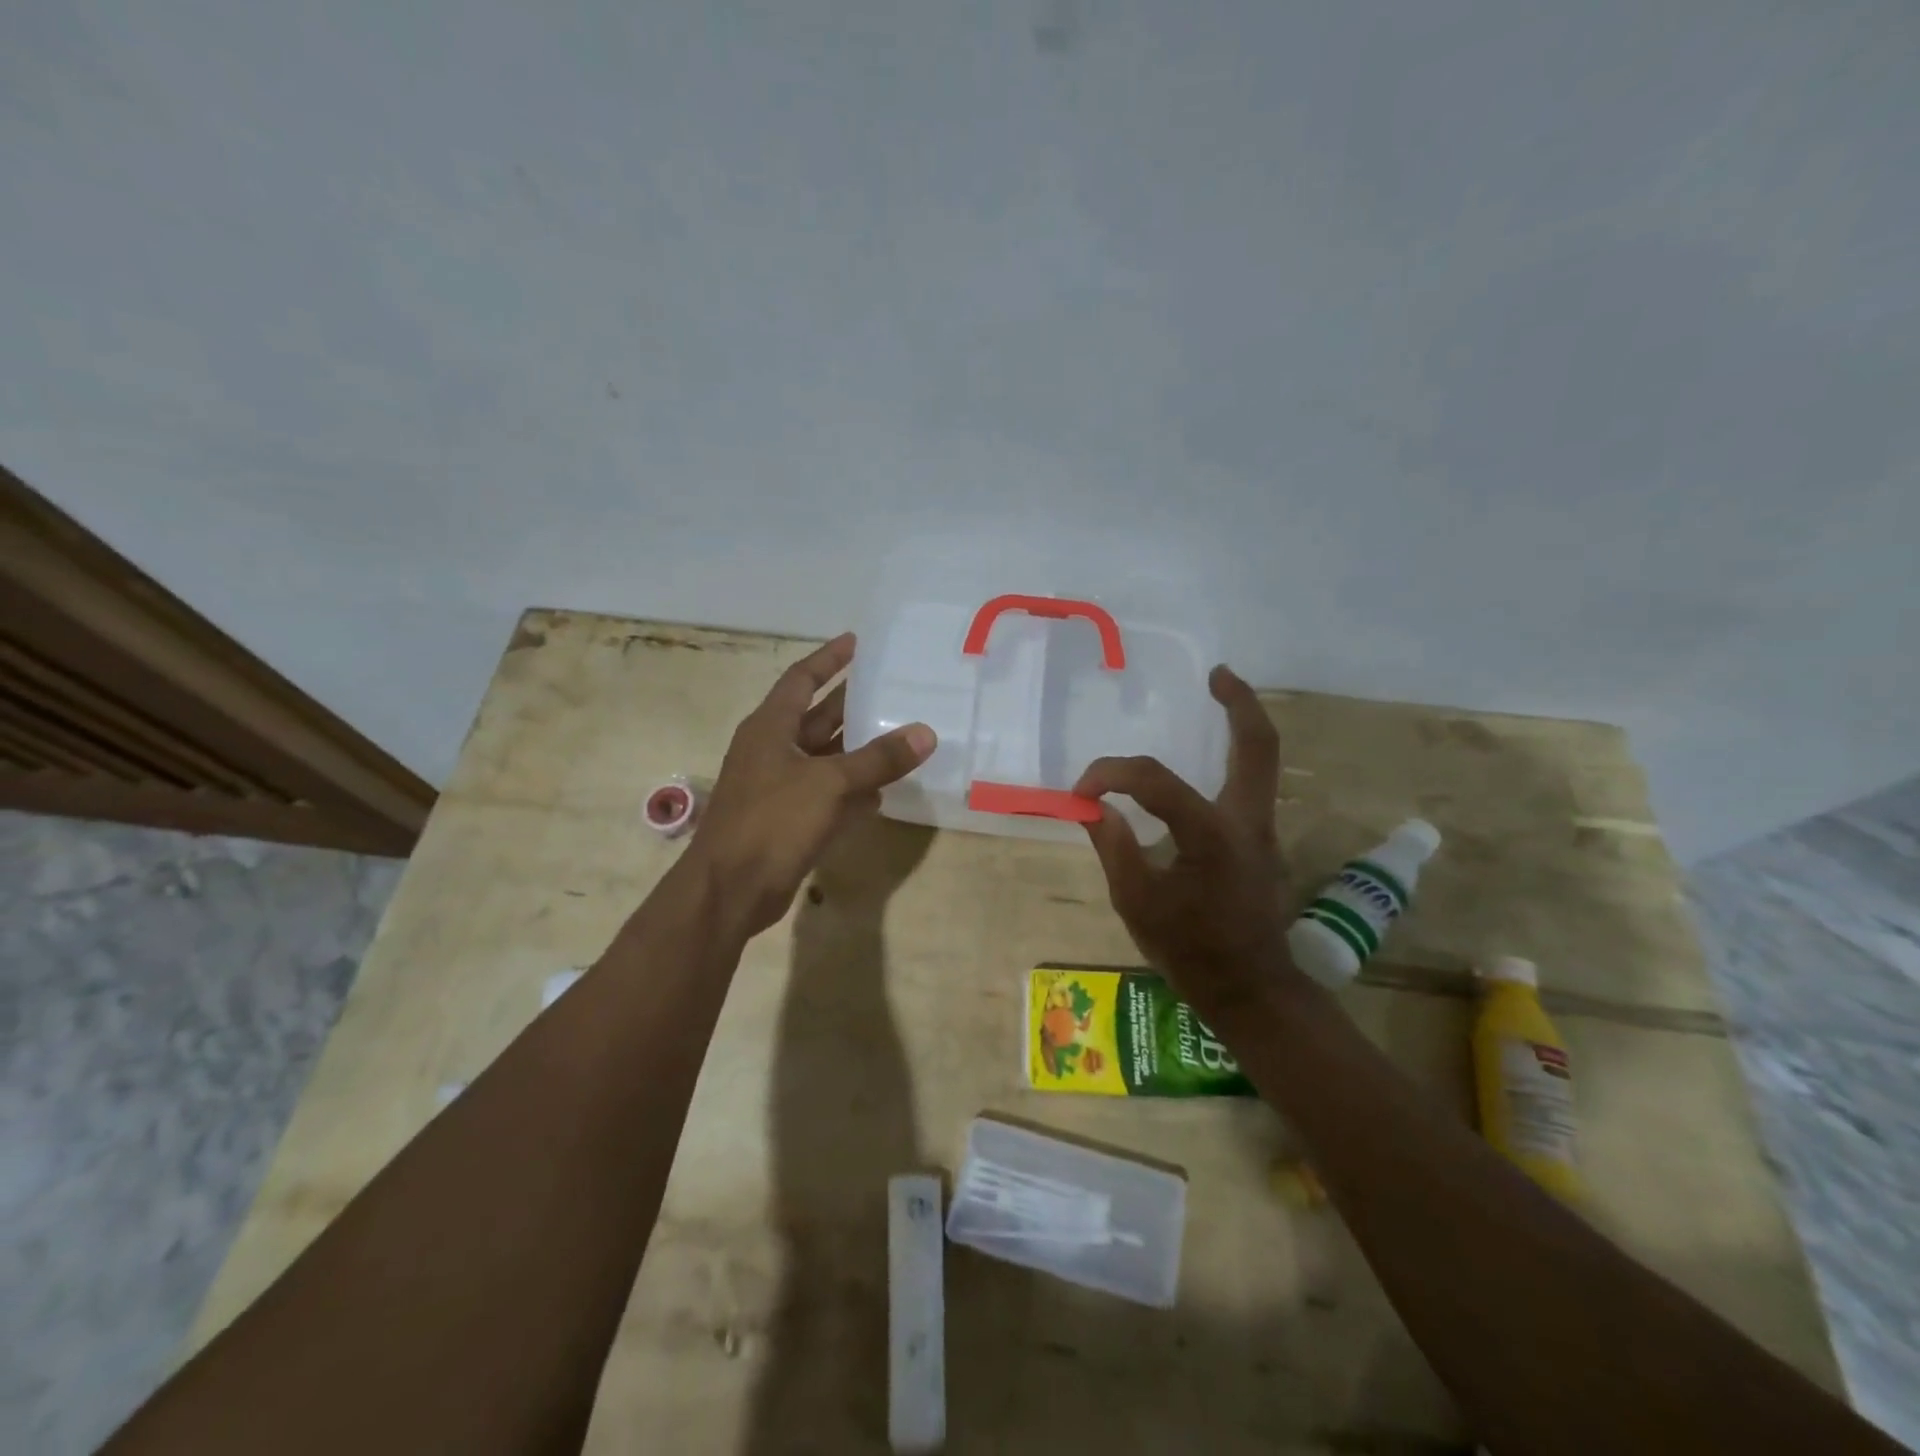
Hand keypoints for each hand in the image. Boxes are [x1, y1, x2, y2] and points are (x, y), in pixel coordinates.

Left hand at [688, 632, 934, 936]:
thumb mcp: (829, 783)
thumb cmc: (773, 822)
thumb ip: (879, 759)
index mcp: (770, 728)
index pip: (801, 679)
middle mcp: (771, 751)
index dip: (828, 658)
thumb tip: (925, 733)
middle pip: (816, 717)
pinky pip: (825, 794)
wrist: (730, 889)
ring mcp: (777, 787)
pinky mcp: (786, 819)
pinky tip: (881, 792)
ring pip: (824, 757)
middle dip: (850, 703)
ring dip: (856, 748)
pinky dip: (851, 790)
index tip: (857, 642)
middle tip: (890, 688)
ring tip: (897, 734)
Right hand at [1073, 665, 1290, 1017]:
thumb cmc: (1190, 950)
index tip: (1082, 791)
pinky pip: (1250, 784)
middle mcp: (1247, 821)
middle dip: (1239, 702)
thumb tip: (1096, 808)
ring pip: (1263, 759)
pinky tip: (1207, 759)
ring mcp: (1263, 830)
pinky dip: (1233, 758)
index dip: (1111, 775)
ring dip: (1242, 723)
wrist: (1250, 989)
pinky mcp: (1261, 841)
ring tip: (1218, 695)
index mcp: (1210, 835)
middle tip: (1217, 674)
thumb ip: (1115, 847)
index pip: (1155, 781)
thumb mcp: (1137, 902)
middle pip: (1258, 745)